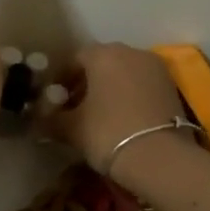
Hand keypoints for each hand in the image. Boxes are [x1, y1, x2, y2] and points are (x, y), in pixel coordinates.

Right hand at [40, 43, 187, 179]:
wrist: (160, 158)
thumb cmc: (107, 133)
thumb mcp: (70, 128)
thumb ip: (50, 119)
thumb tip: (37, 121)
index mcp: (103, 54)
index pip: (74, 59)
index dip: (60, 79)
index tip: (54, 100)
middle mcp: (131, 52)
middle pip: (101, 63)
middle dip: (85, 83)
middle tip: (74, 108)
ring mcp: (155, 69)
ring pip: (123, 73)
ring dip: (108, 89)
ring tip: (98, 116)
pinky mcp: (172, 87)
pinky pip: (141, 85)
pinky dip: (129, 96)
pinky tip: (121, 119)